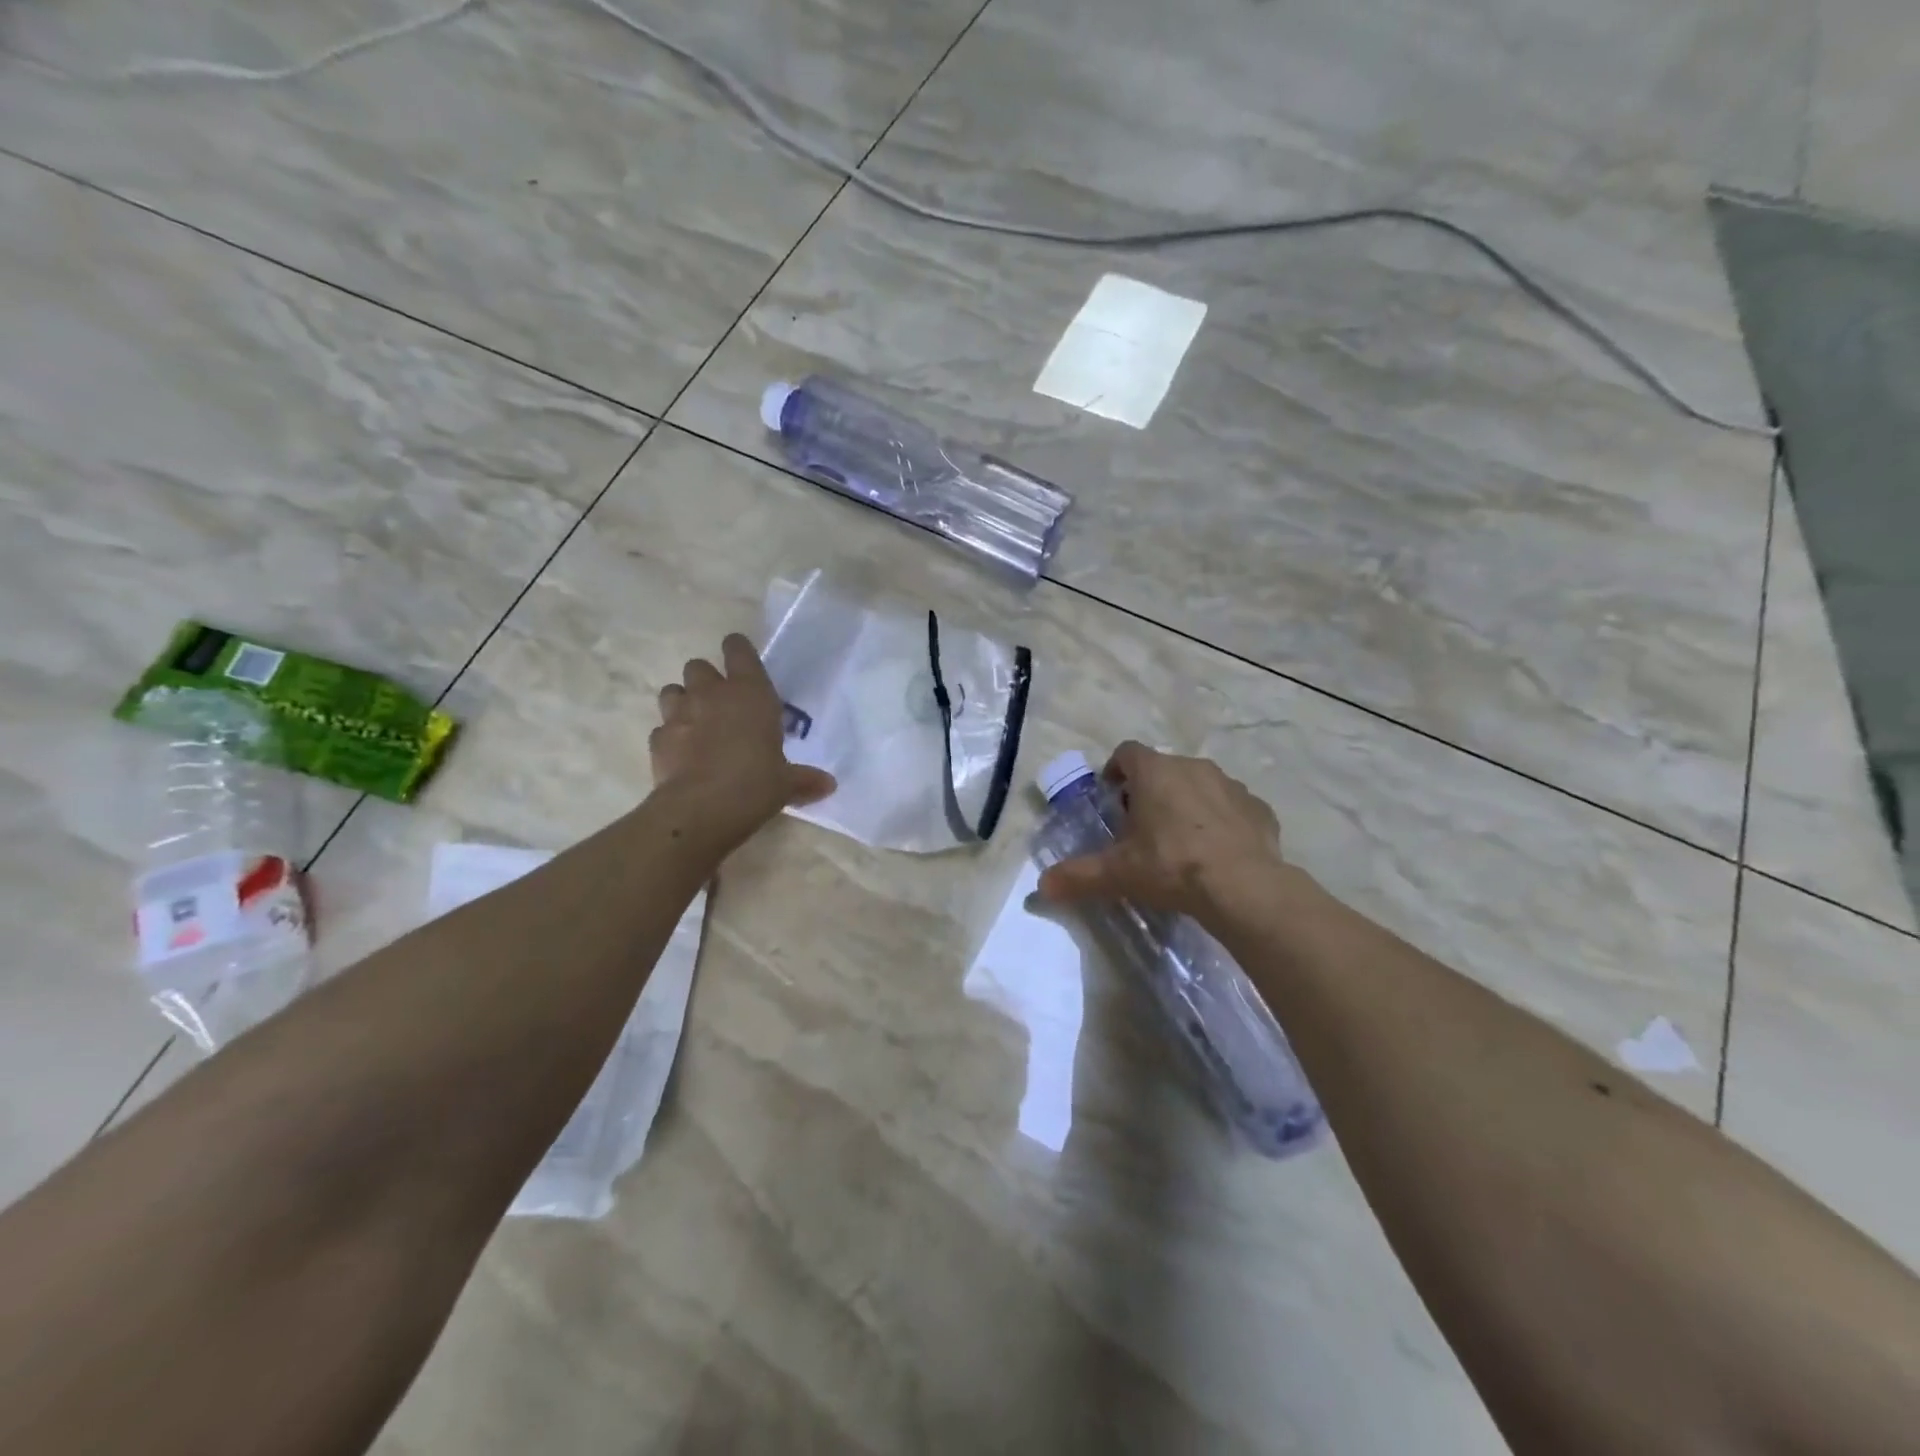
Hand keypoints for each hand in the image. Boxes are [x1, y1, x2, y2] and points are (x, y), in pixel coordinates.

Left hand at [650, 634, 835, 855]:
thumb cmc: (755, 783)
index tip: (741, 660)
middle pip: (698, 666)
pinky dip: (670, 736)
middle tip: (720, 702)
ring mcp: (679, 714)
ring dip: (682, 701)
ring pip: (672, 690)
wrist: (702, 808)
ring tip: (695, 721)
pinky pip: (661, 728)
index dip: (738, 650)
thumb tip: (828, 785)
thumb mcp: (786, 783)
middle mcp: (711, 694)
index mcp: (749, 692)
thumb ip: (804, 779)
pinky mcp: (657, 740)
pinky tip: (681, 753)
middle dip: (706, 680)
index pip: (738, 650)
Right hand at [1037, 741, 1287, 921]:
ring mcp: (1231, 785)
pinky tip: (1217, 853)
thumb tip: (1042, 887)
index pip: (1127, 752)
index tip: (1112, 796)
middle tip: (1141, 827)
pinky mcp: (1259, 809)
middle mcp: (1193, 767)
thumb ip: (1078, 875)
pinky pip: (1233, 808)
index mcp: (1155, 772)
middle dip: (1150, 791)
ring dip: (1187, 803)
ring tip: (1181, 842)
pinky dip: (1222, 822)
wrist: (1243, 887)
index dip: (1115, 770)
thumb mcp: (1118, 873)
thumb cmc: (1171, 866)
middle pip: (1164, 769)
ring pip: (1200, 785)